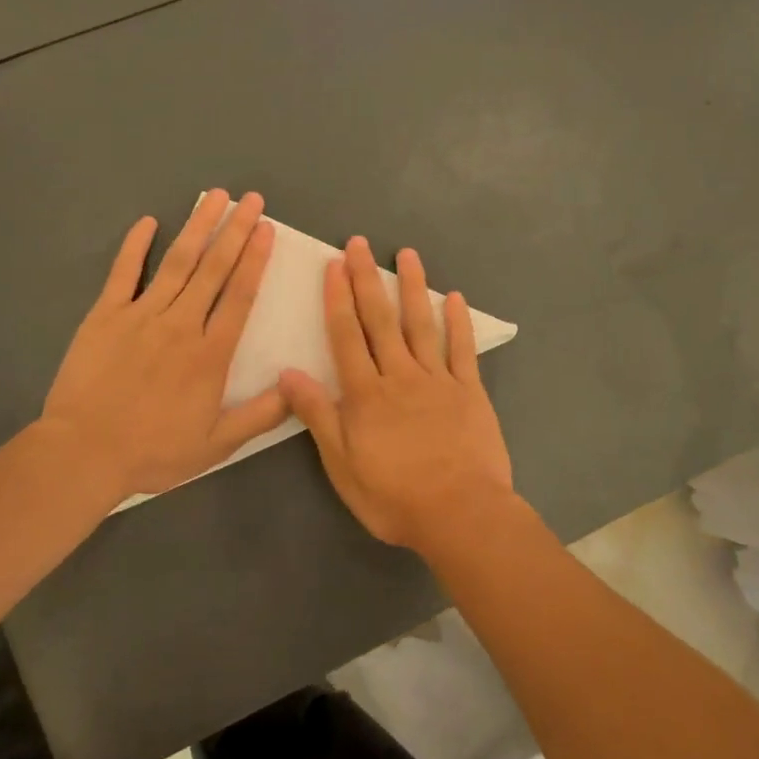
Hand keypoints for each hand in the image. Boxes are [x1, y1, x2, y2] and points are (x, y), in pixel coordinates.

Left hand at [41, 190, 289, 500]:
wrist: (85, 452)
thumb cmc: (153, 450)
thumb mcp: (216, 445)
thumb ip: (260, 415)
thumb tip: (298, 387)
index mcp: (210, 354)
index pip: (239, 296)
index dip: (255, 260)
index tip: (266, 229)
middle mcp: (181, 324)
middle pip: (213, 269)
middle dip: (235, 230)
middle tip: (251, 199)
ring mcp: (141, 315)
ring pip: (176, 262)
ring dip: (198, 227)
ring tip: (214, 197)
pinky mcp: (105, 315)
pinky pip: (124, 273)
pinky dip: (135, 246)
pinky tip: (147, 221)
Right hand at [278, 236, 516, 553]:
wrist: (460, 514)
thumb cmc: (394, 497)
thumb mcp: (342, 464)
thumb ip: (318, 416)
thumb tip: (288, 373)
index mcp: (366, 394)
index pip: (347, 336)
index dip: (338, 299)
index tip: (334, 265)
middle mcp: (400, 376)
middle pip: (381, 320)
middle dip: (367, 279)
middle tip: (360, 243)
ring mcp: (438, 380)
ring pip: (421, 325)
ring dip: (412, 287)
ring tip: (407, 255)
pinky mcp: (470, 391)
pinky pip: (462, 350)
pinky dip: (457, 322)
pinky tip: (454, 298)